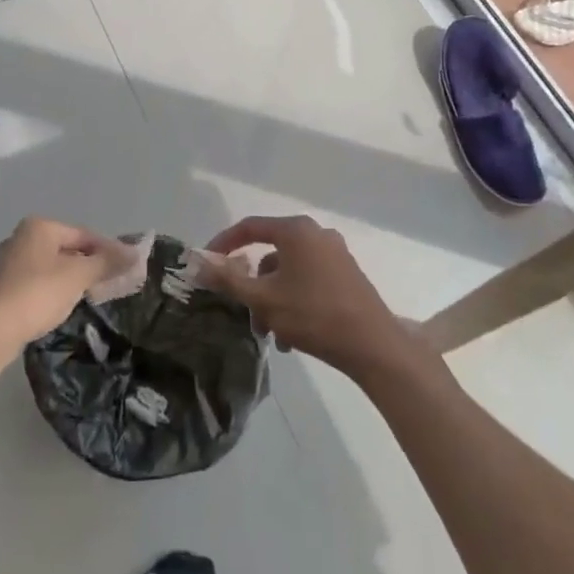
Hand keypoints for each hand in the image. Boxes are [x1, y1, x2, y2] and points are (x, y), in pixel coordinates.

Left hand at [0, 217, 134, 359]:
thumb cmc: (37, 293)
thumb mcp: (78, 276)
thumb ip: (106, 263)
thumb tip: (135, 253)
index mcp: (39, 226)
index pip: (84, 234)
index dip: (108, 250)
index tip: (127, 268)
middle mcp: (21, 237)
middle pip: (67, 248)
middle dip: (90, 264)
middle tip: (112, 282)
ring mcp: (8, 262)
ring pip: (51, 265)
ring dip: (72, 278)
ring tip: (91, 295)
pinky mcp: (1, 286)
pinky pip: (37, 281)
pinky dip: (54, 289)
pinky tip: (62, 305)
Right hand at [201, 215, 413, 378]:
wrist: (374, 346)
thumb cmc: (314, 315)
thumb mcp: (264, 300)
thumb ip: (228, 280)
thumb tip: (199, 263)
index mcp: (296, 231)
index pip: (249, 227)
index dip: (224, 244)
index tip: (207, 263)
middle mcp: (316, 234)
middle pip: (270, 254)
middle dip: (253, 287)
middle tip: (246, 313)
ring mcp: (335, 254)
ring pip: (288, 272)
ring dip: (273, 300)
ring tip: (272, 335)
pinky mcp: (347, 274)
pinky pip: (308, 281)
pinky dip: (293, 301)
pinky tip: (292, 336)